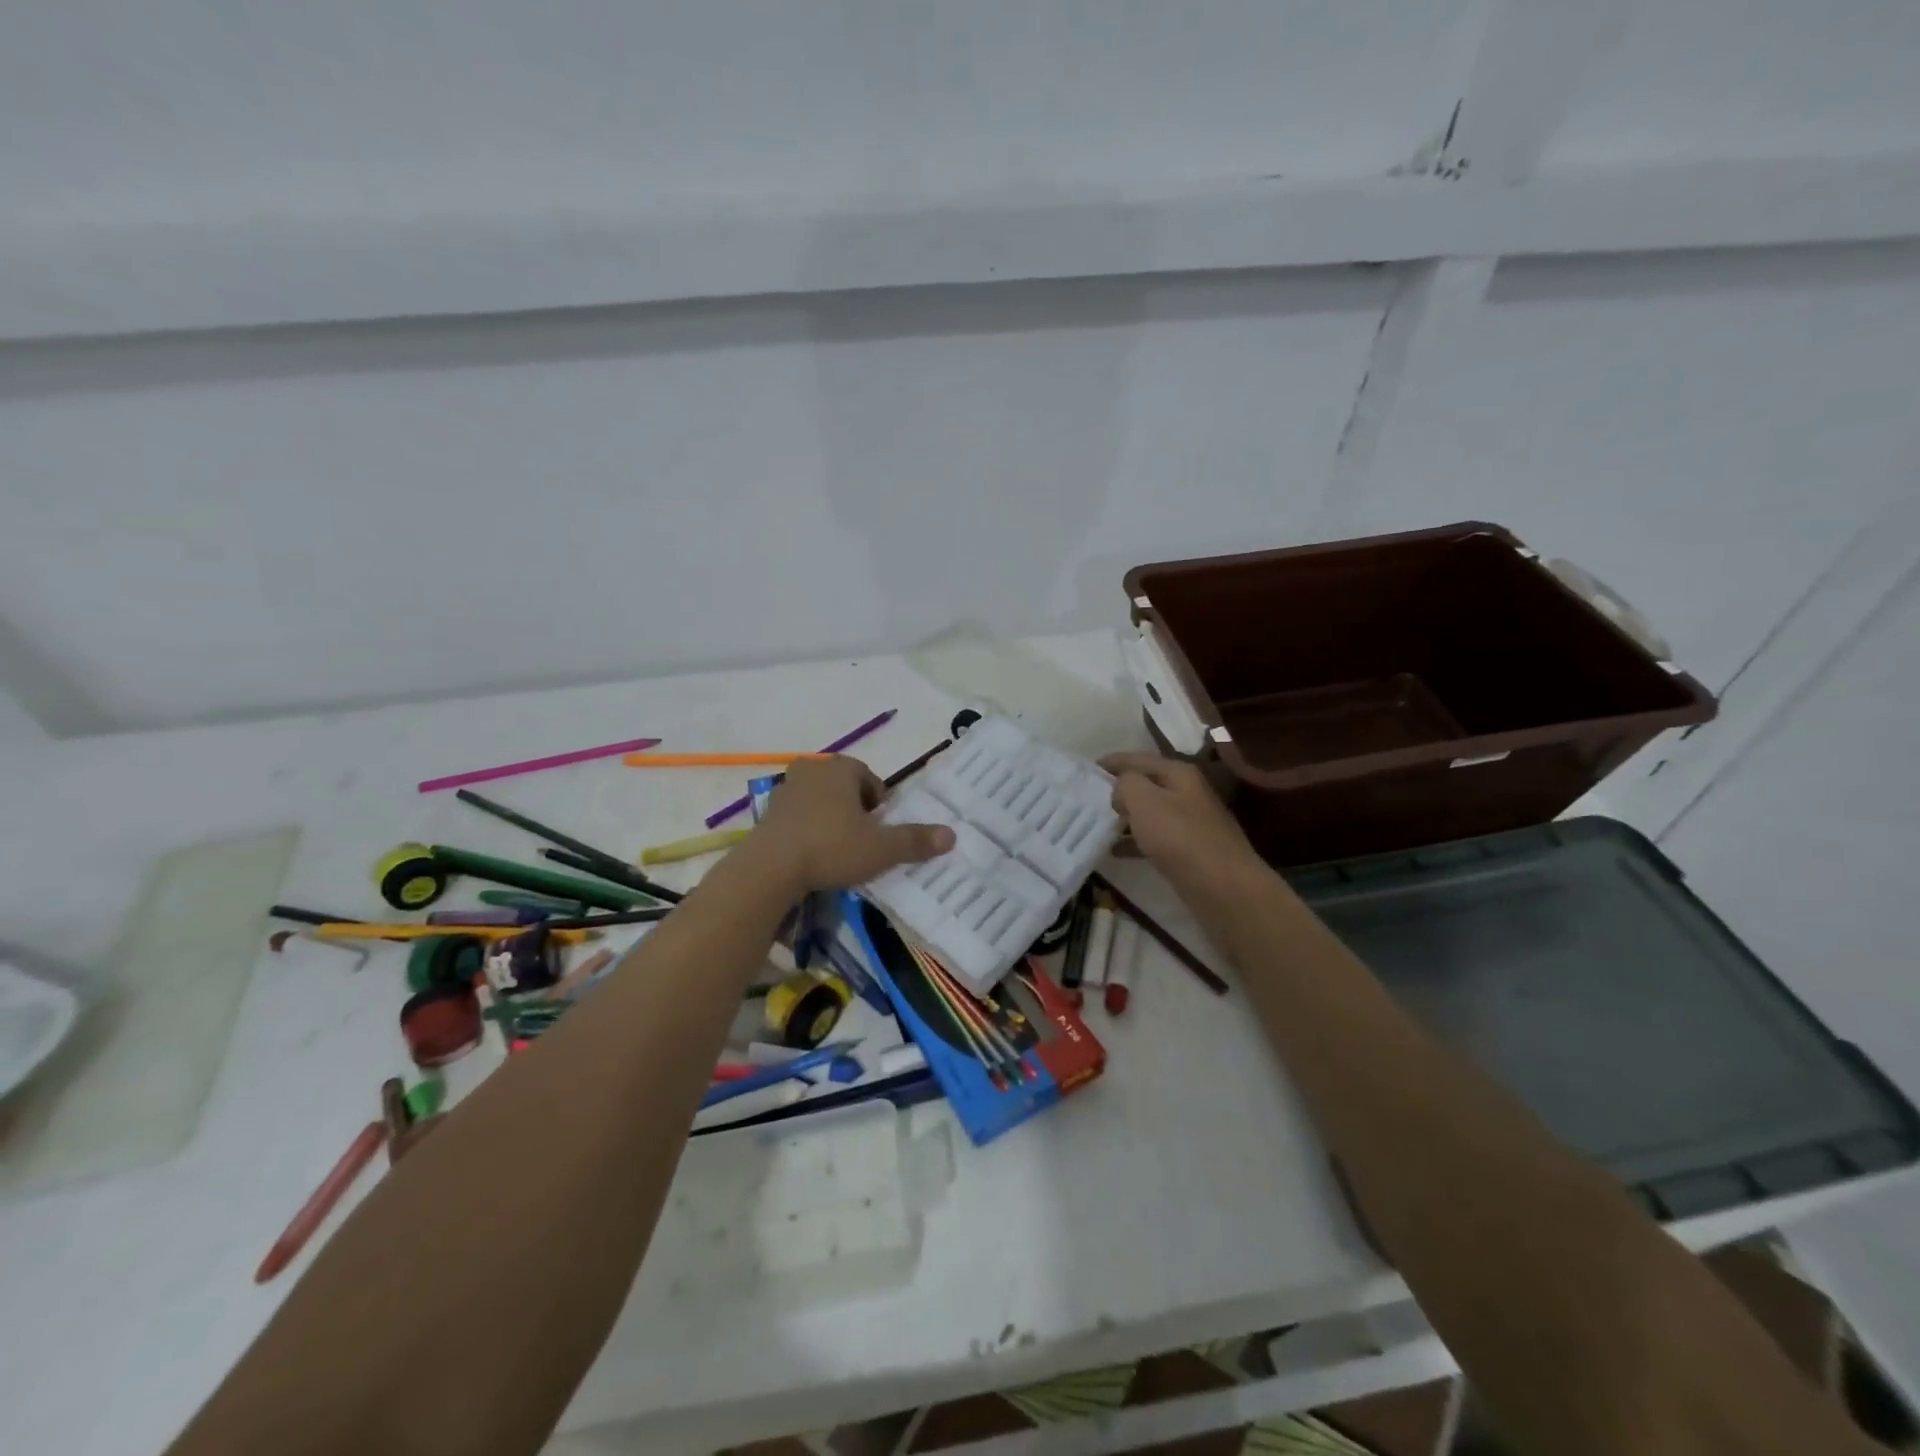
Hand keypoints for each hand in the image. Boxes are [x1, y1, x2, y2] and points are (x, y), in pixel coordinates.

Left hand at [751, 756, 955, 891]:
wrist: (770, 867)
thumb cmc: (831, 847)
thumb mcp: (881, 848)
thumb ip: (915, 841)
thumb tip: (952, 835)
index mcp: (842, 768)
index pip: (871, 780)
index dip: (880, 805)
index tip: (881, 831)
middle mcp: (813, 769)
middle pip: (844, 787)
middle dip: (855, 810)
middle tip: (862, 840)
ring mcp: (786, 788)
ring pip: (820, 800)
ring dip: (830, 818)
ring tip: (837, 849)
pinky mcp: (767, 811)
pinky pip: (797, 816)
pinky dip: (807, 829)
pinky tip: (812, 854)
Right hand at [1100, 753, 1259, 889]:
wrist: (1222, 887)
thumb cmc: (1180, 837)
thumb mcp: (1144, 800)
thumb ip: (1126, 783)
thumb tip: (1121, 789)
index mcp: (1180, 774)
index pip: (1138, 759)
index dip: (1112, 762)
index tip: (1086, 769)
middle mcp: (1188, 793)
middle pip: (1146, 785)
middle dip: (1117, 790)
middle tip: (1087, 798)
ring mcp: (1191, 823)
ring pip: (1149, 813)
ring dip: (1124, 817)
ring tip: (1096, 824)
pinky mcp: (1189, 851)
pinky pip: (1155, 838)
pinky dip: (1134, 841)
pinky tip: (1115, 851)